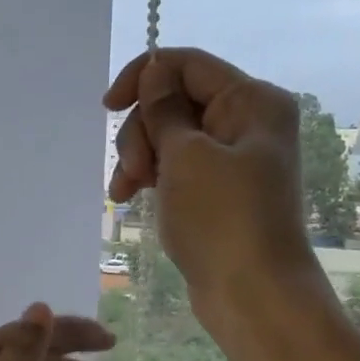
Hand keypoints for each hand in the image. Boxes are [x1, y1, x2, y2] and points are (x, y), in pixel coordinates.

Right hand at [104, 47, 324, 331]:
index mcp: (252, 101)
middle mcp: (247, 123)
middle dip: (143, 131)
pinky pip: (178, 168)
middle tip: (132, 172)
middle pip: (176, 102)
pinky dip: (154, 178)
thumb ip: (164, 110)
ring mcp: (234, 160)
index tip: (107, 108)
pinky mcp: (220, 193)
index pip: (188, 65)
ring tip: (124, 193)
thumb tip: (155, 72)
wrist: (253, 295)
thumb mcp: (186, 157)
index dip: (143, 78)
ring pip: (172, 138)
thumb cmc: (222, 220)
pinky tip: (132, 198)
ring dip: (141, 158)